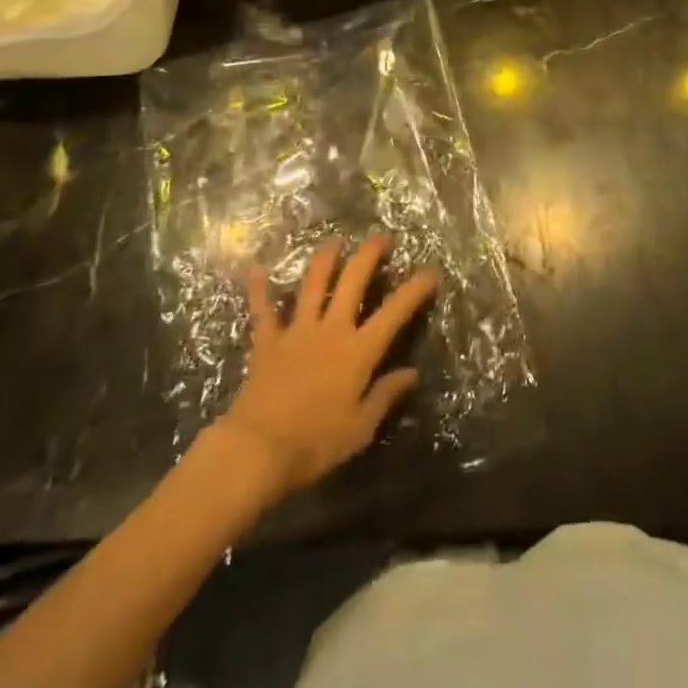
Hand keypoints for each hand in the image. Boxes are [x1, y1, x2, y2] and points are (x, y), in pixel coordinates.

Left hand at [218, 235, 438, 498]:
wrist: (257, 450)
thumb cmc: (315, 443)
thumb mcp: (360, 428)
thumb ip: (385, 395)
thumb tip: (412, 373)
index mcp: (358, 351)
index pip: (394, 312)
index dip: (415, 288)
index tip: (431, 271)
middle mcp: (331, 329)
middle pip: (353, 281)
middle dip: (370, 254)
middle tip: (382, 237)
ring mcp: (297, 331)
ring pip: (314, 284)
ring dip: (326, 258)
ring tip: (336, 241)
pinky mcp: (267, 342)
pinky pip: (263, 310)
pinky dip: (259, 289)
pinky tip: (257, 270)